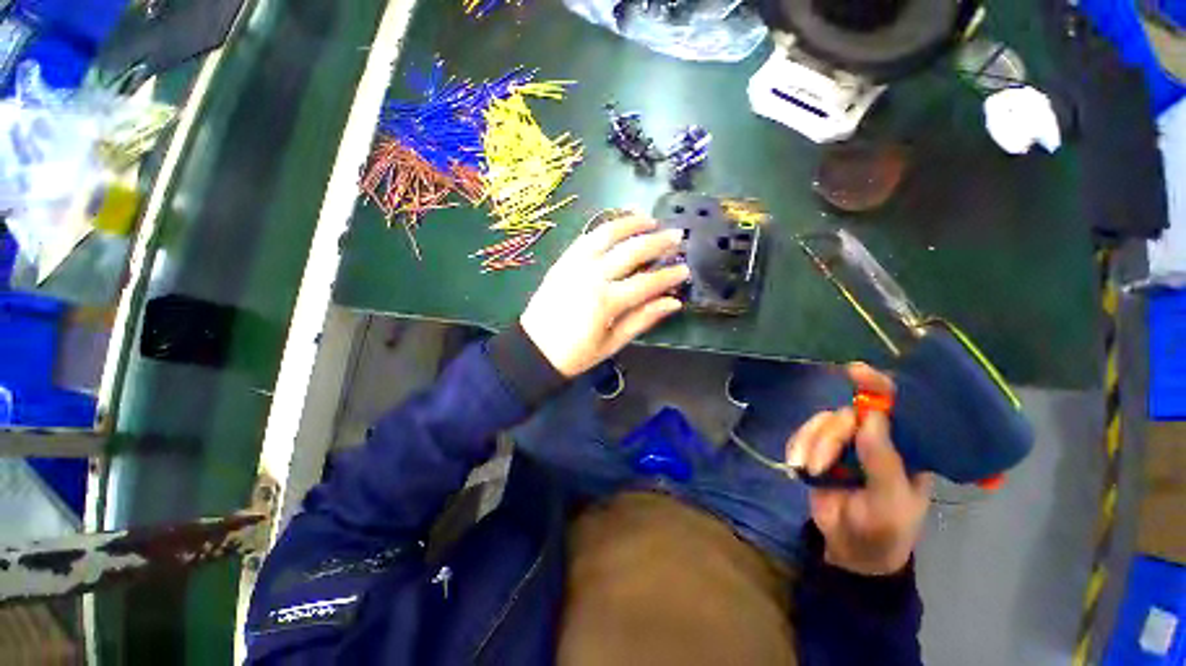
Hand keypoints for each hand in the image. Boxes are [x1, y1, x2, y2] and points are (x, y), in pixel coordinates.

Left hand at [520, 215, 688, 376]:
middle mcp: (592, 276)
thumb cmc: (576, 353)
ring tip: (650, 219)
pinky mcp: (562, 261)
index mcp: (606, 302)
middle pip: (631, 251)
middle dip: (657, 242)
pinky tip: (617, 224)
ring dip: (631, 223)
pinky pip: (586, 237)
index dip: (669, 275)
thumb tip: (674, 302)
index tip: (685, 269)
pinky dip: (604, 227)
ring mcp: (574, 264)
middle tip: (676, 236)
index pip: (647, 282)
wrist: (534, 349)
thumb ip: (642, 319)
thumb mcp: (612, 343)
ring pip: (606, 234)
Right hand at [785, 363, 931, 575]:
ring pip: (822, 422)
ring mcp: (844, 443)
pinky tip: (797, 465)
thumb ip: (883, 461)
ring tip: (809, 470)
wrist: (851, 549)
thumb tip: (872, 417)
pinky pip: (803, 434)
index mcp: (904, 448)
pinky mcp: (819, 449)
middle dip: (830, 436)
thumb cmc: (884, 529)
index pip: (896, 408)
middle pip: (848, 414)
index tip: (854, 371)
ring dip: (811, 445)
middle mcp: (874, 438)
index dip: (878, 386)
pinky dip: (797, 446)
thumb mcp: (890, 500)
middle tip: (820, 464)